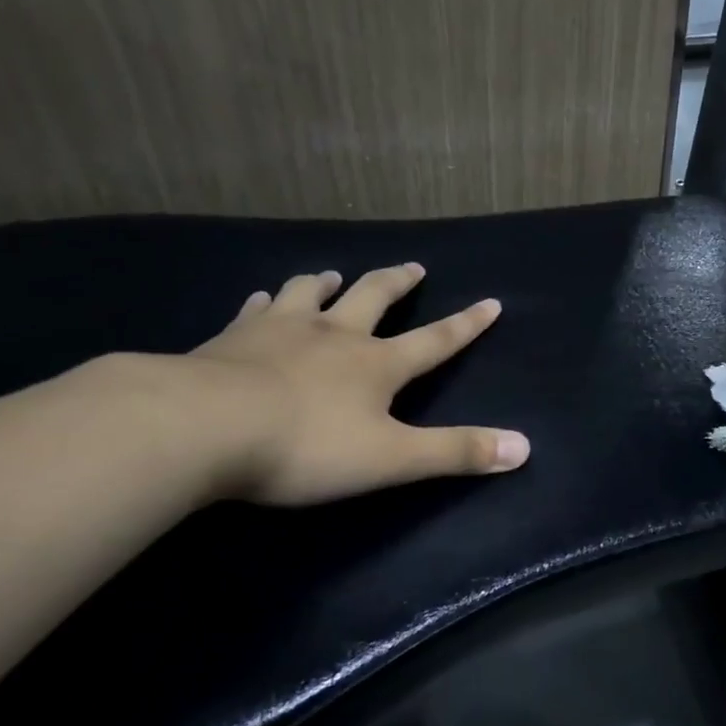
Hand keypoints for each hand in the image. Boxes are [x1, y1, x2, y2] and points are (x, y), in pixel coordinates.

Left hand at [191, 265, 528, 505]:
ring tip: (330, 274)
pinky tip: (259, 299)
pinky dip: (264, 302)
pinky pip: (254, 311)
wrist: (201, 427)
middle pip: (373, 297)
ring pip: (309, 294)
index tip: (491, 301)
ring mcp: (279, 331)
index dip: (466, 324)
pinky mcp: (230, 339)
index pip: (435, 341)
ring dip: (325, 283)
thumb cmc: (305, 446)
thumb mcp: (391, 458)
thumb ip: (456, 452)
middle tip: (413, 267)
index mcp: (376, 364)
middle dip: (397, 283)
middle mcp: (334, 335)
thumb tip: (524, 447)